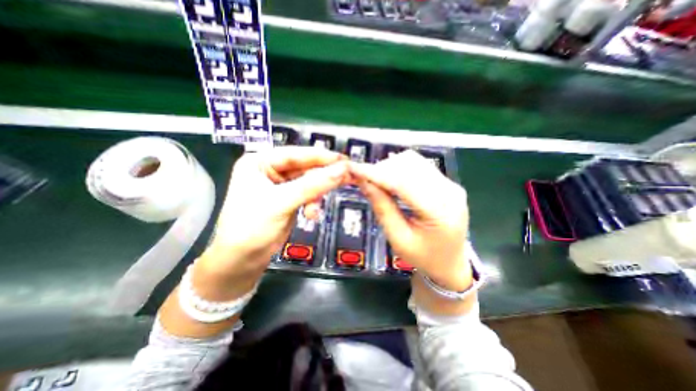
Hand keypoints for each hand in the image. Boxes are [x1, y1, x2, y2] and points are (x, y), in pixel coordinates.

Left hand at [205, 146, 351, 277]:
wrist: (242, 261)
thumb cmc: (252, 227)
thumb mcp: (282, 203)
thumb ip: (313, 185)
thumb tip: (342, 171)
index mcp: (260, 162)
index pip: (296, 154)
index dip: (322, 157)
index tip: (345, 161)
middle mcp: (270, 170)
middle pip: (305, 168)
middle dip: (323, 178)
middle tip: (347, 179)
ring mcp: (280, 185)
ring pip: (309, 182)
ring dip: (317, 195)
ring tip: (316, 210)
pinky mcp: (289, 199)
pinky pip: (308, 194)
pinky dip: (313, 204)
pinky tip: (311, 215)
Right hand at [352, 151, 470, 291]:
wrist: (450, 263)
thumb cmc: (424, 257)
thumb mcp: (398, 239)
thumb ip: (382, 208)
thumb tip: (364, 182)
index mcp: (440, 212)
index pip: (403, 183)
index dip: (377, 174)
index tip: (354, 169)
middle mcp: (450, 191)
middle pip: (409, 166)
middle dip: (382, 169)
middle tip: (364, 180)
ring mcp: (450, 184)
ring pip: (414, 161)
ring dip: (390, 167)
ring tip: (377, 182)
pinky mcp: (446, 183)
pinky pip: (420, 166)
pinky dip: (400, 169)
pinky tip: (390, 180)